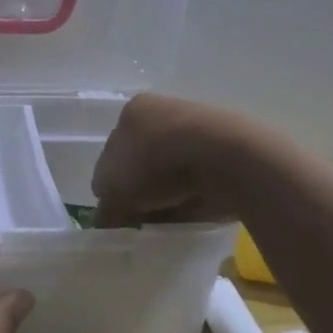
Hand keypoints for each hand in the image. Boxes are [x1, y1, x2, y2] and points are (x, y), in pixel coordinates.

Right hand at [91, 93, 254, 227]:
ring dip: (167, 196)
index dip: (111, 184)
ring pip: (171, 173)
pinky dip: (192, 199)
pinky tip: (191, 214)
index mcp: (134, 112)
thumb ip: (105, 206)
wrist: (226, 158)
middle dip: (140, 191)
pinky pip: (199, 182)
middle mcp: (164, 113)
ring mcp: (198, 130)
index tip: (117, 211)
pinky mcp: (226, 151)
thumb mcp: (113, 190)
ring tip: (166, 221)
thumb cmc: (157, 162)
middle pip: (142, 162)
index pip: (112, 151)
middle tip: (139, 219)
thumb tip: (106, 219)